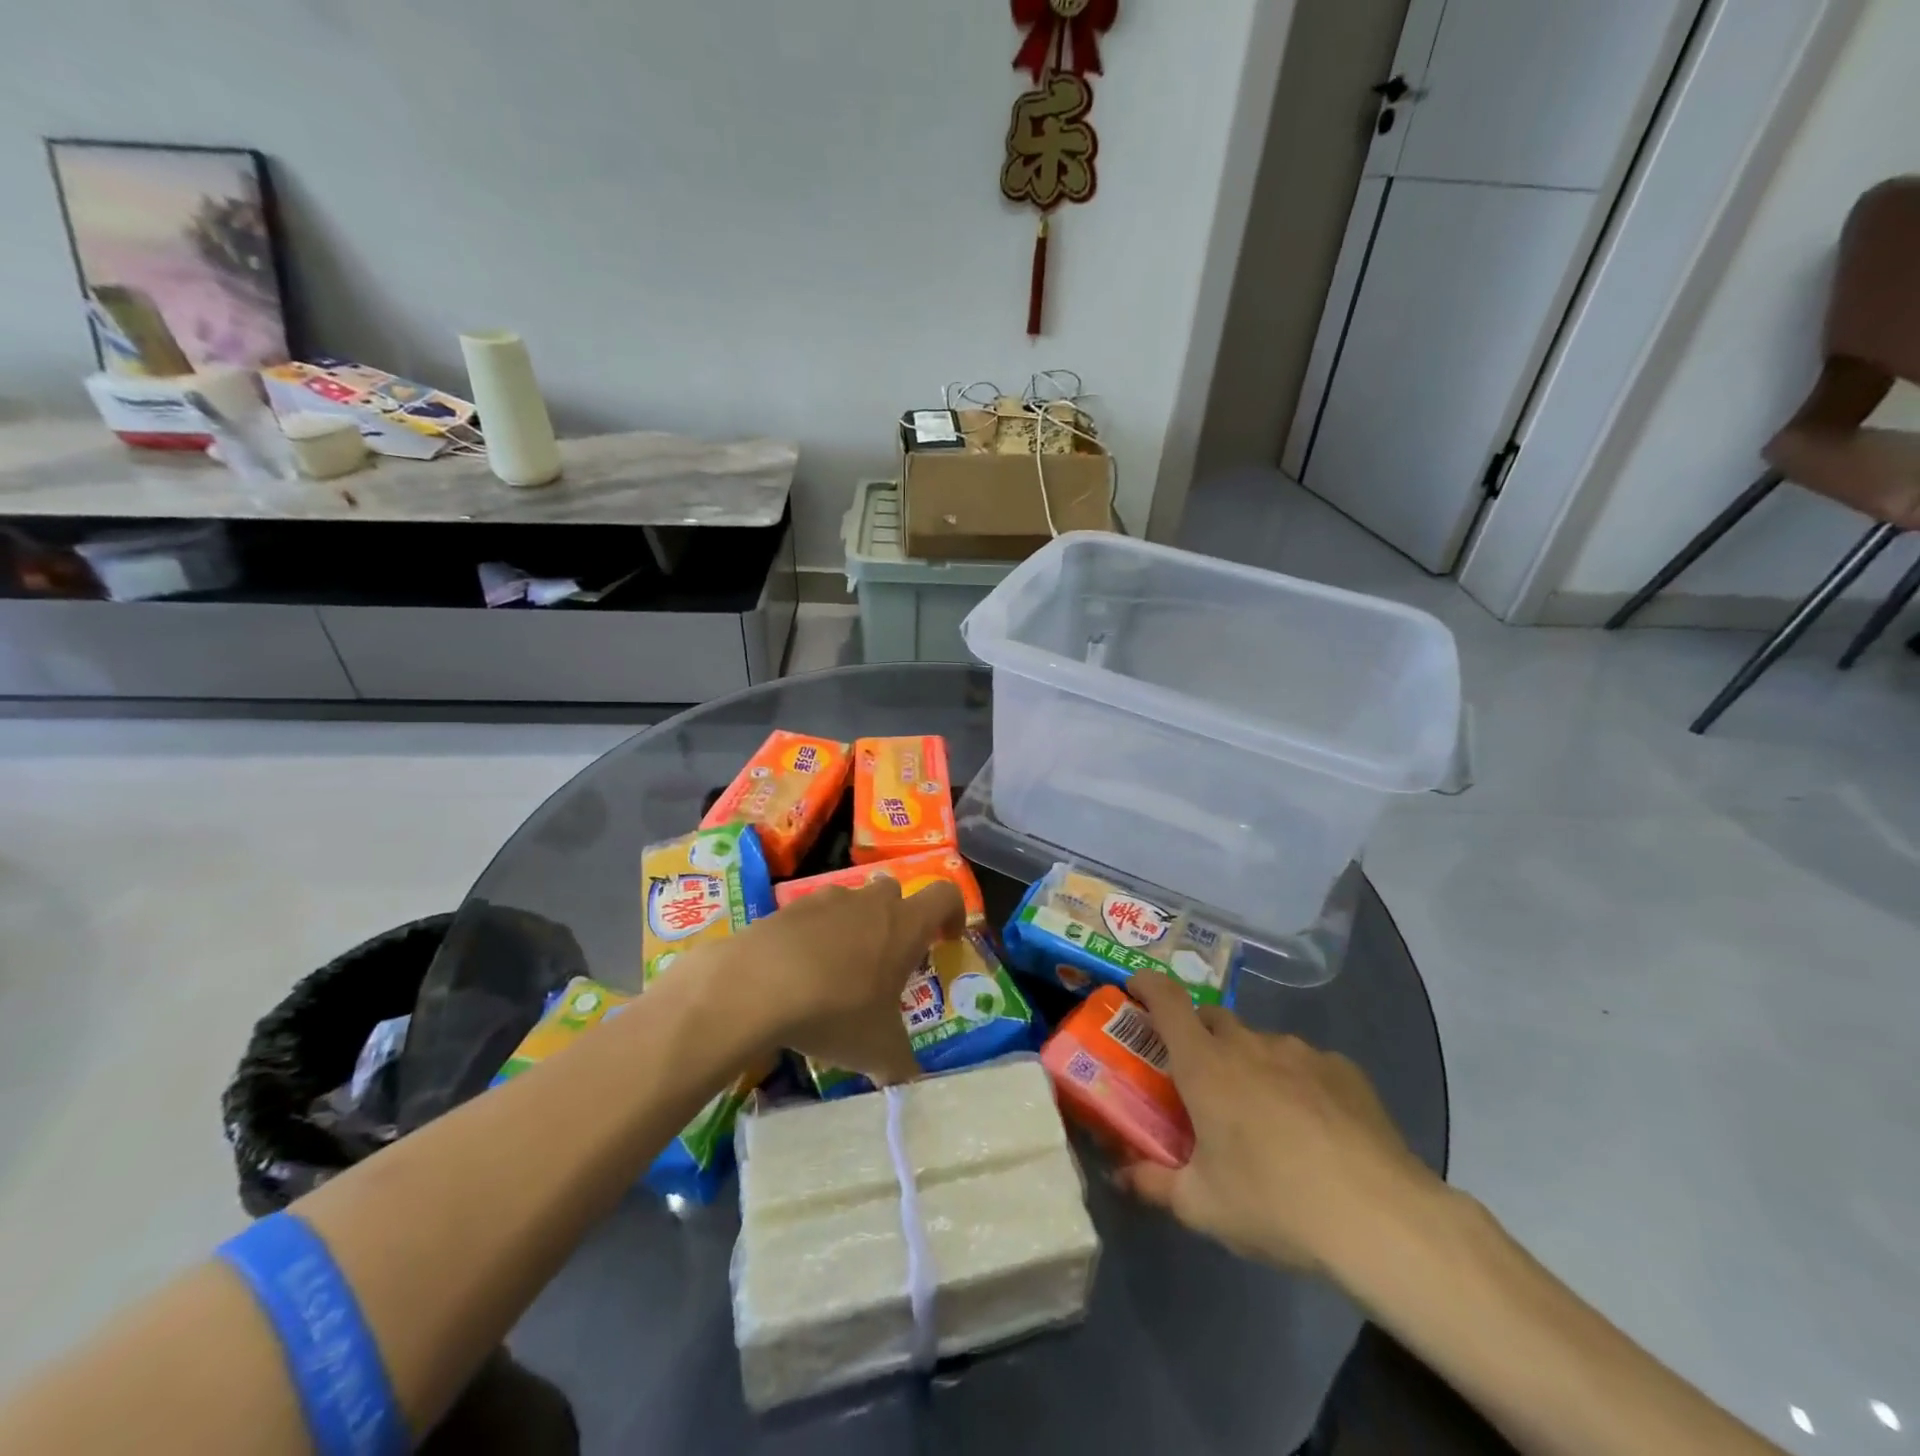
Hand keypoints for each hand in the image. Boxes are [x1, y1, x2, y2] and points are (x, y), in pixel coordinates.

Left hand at [733, 879, 965, 1085]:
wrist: (755, 986)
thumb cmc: (836, 1011)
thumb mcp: (878, 1050)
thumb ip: (901, 1064)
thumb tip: (911, 1084)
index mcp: (904, 925)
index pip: (945, 895)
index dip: (952, 913)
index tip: (945, 938)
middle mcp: (870, 902)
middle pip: (895, 893)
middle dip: (896, 920)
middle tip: (887, 960)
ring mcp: (826, 899)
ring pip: (852, 901)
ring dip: (854, 926)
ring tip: (839, 970)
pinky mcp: (788, 908)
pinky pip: (812, 916)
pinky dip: (813, 936)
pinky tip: (799, 972)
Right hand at [1114, 972, 1444, 1277]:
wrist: (1380, 1218)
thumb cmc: (1274, 1202)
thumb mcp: (1202, 1206)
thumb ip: (1154, 1184)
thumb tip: (1122, 1177)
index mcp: (1205, 1065)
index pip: (1166, 1000)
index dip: (1147, 984)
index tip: (1135, 989)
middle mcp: (1249, 1044)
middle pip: (1212, 1018)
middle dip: (1198, 1036)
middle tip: (1199, 1078)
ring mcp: (1301, 1052)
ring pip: (1260, 1043)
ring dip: (1249, 1063)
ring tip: (1263, 1115)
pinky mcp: (1344, 1070)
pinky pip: (1306, 1064)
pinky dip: (1296, 1082)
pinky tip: (1314, 1128)